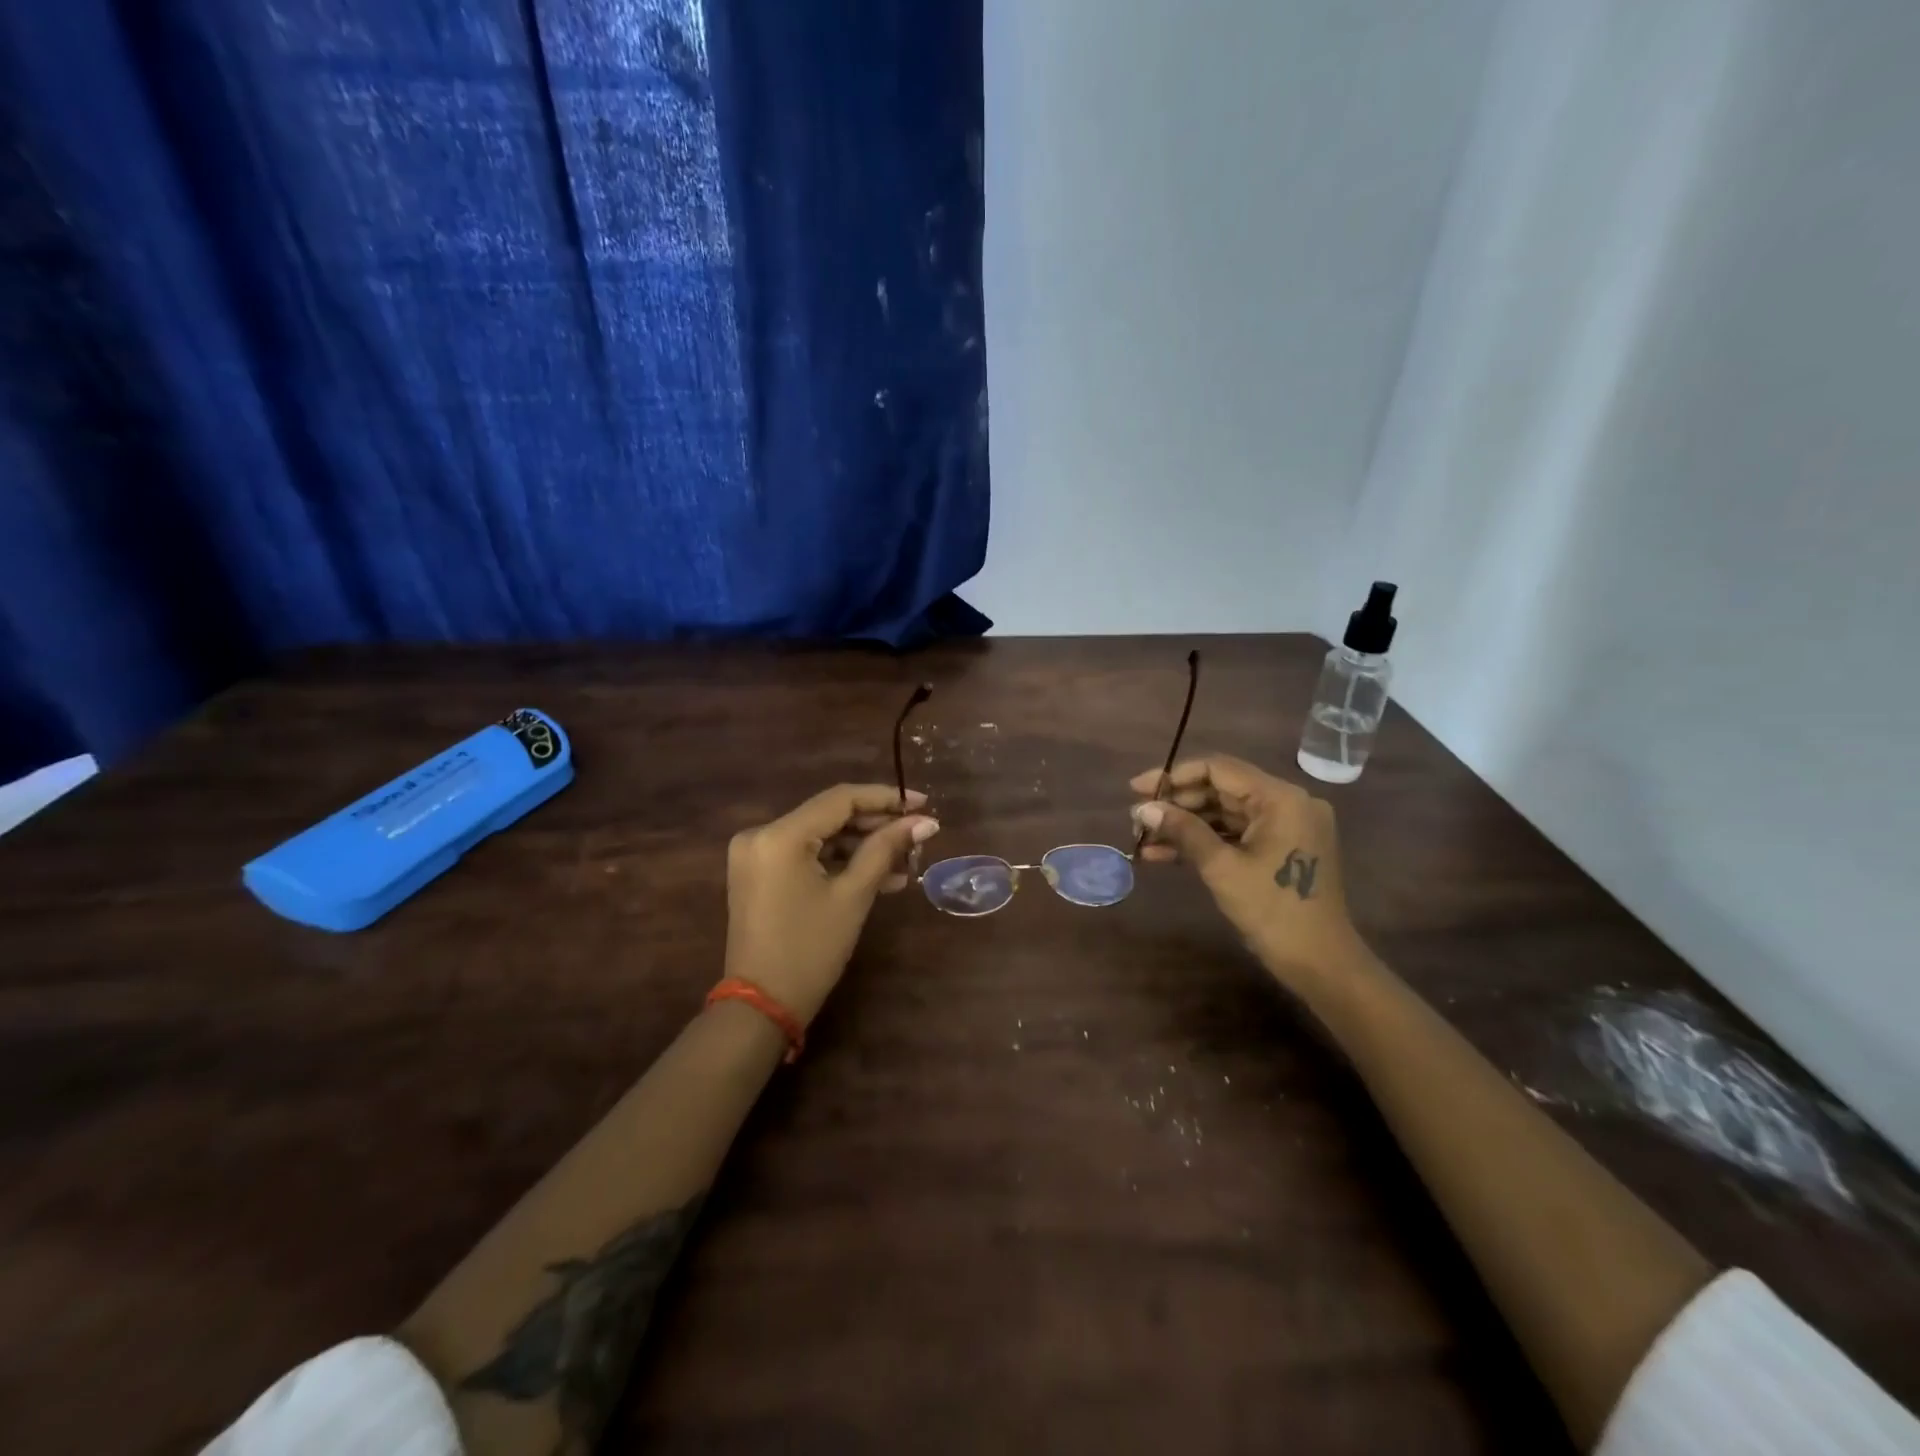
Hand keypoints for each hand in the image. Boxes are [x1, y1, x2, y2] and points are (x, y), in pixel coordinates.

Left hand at [724, 784, 938, 1023]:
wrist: (762, 1006)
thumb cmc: (811, 950)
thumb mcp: (853, 896)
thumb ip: (886, 849)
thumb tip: (925, 821)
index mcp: (779, 835)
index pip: (840, 799)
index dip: (885, 798)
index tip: (923, 803)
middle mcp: (760, 834)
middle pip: (829, 816)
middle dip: (876, 824)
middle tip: (917, 835)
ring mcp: (756, 854)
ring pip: (820, 836)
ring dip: (861, 846)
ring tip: (905, 860)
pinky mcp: (759, 873)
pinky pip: (805, 855)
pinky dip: (838, 862)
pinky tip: (879, 876)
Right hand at [1130, 755, 1361, 984]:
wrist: (1320, 964)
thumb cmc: (1273, 910)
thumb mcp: (1221, 868)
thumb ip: (1182, 831)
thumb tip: (1143, 809)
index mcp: (1281, 798)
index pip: (1218, 770)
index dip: (1174, 776)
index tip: (1137, 789)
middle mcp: (1287, 803)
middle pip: (1221, 790)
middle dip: (1177, 804)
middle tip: (1138, 819)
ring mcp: (1286, 827)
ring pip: (1225, 814)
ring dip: (1185, 826)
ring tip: (1144, 838)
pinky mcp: (1281, 849)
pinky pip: (1236, 835)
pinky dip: (1204, 842)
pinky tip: (1163, 854)